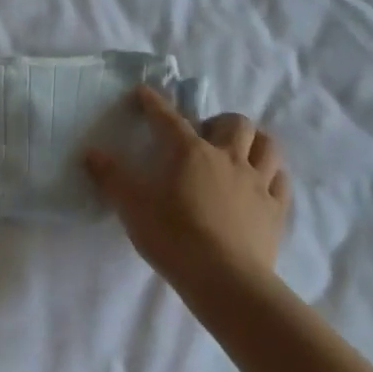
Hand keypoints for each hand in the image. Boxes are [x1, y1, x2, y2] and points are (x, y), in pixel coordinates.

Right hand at [84, 87, 290, 306]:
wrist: (224, 279)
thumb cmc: (174, 237)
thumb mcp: (132, 207)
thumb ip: (111, 178)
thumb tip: (91, 152)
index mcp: (191, 153)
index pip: (169, 119)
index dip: (154, 103)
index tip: (144, 92)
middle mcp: (228, 158)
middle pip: (235, 123)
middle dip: (220, 122)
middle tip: (206, 136)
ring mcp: (257, 183)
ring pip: (267, 146)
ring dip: (254, 142)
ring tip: (241, 151)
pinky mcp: (276, 210)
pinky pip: (281, 182)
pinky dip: (272, 175)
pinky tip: (264, 182)